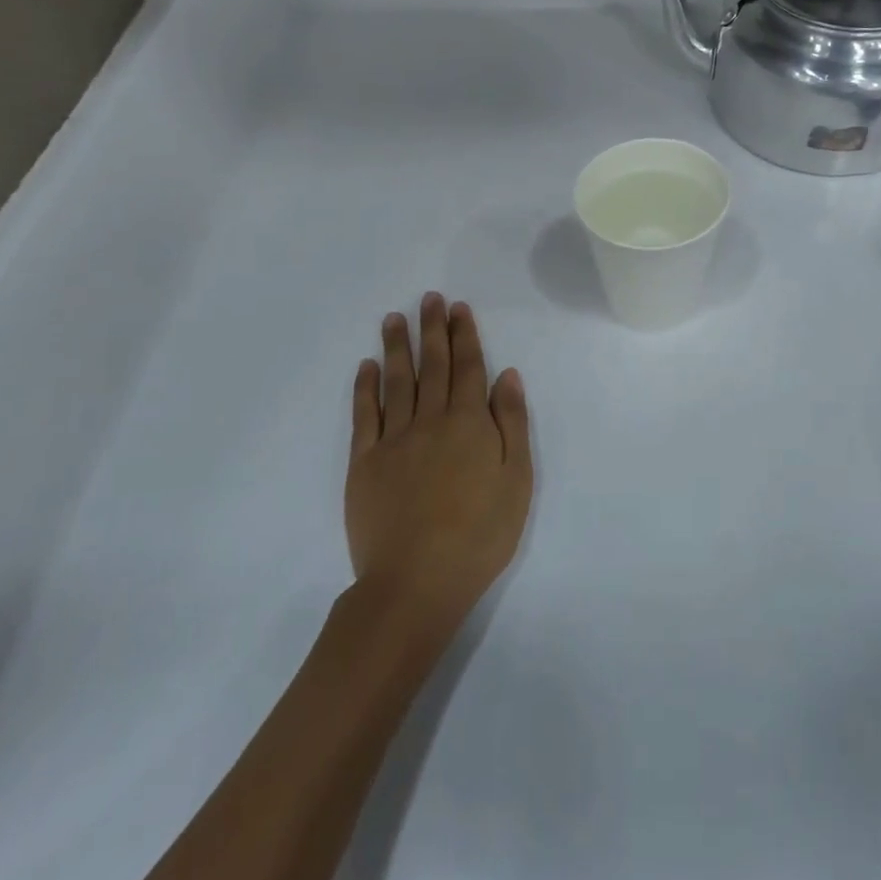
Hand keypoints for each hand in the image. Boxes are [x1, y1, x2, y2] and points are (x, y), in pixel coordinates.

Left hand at [346, 293, 532, 634]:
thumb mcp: (516, 481)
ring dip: (398, 346)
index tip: (458, 308)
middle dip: (433, 329)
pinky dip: (365, 387)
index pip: (468, 368)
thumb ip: (511, 424)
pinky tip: (367, 366)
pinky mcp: (364, 462)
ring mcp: (393, 440)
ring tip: (395, 318)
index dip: (464, 335)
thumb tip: (507, 375)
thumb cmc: (479, 535)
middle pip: (433, 366)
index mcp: (469, 424)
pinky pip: (364, 415)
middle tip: (430, 298)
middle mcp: (430, 421)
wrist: (416, 582)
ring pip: (397, 381)